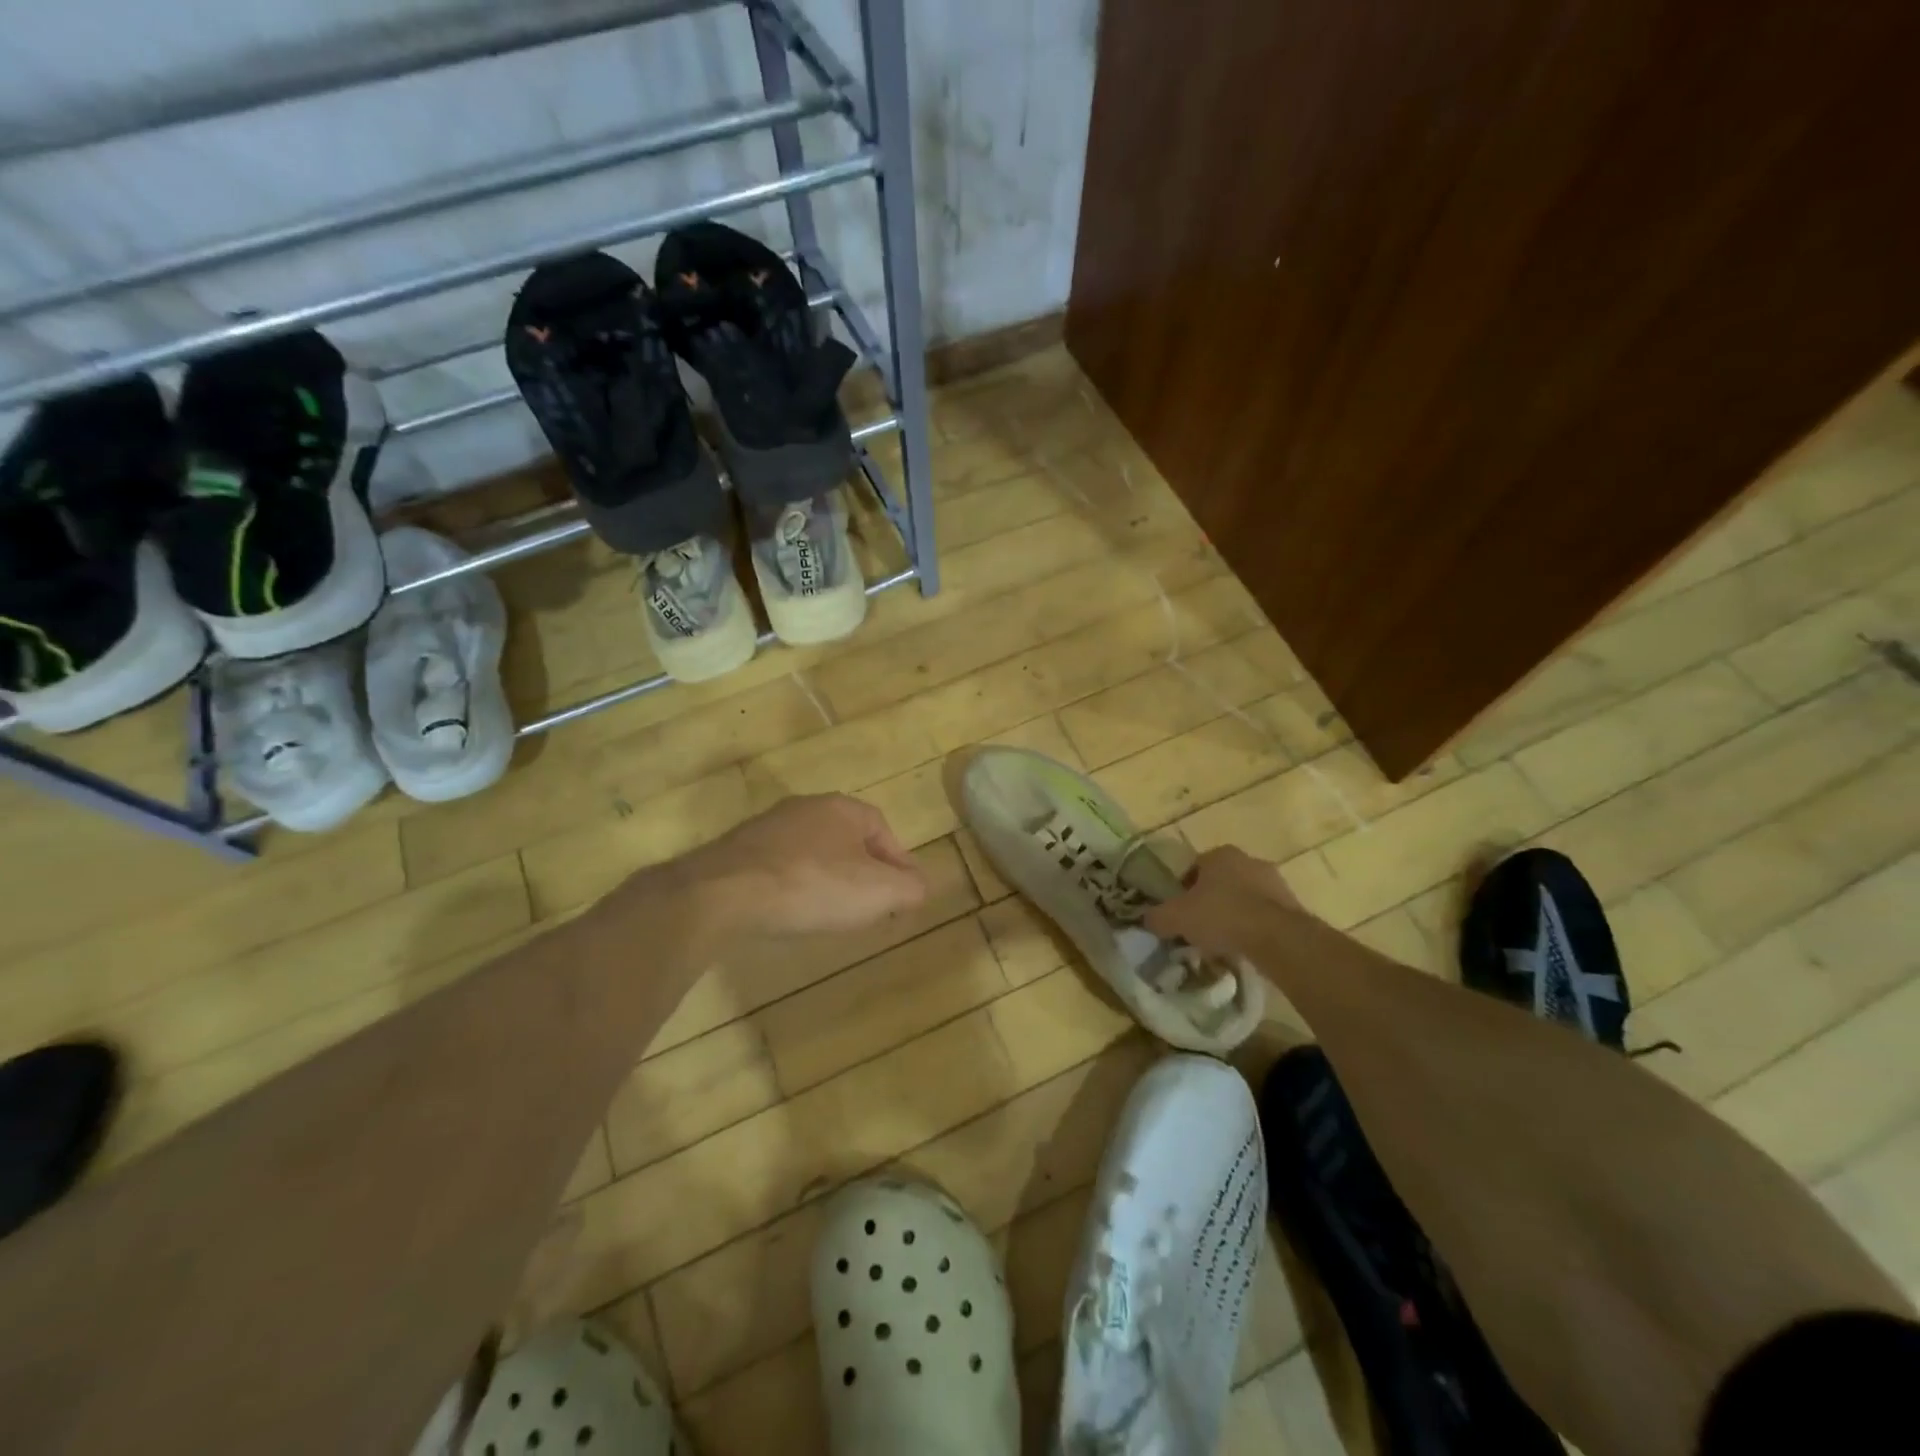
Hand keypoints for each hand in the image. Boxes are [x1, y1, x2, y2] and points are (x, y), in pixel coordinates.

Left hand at [659, 794, 928, 938]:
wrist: (724, 893)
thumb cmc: (812, 886)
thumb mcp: (877, 891)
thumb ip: (910, 887)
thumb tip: (920, 887)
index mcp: (843, 808)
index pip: (884, 831)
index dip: (900, 863)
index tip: (906, 895)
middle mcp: (807, 807)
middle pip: (849, 840)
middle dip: (866, 872)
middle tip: (873, 905)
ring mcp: (769, 827)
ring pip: (815, 853)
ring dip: (830, 879)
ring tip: (835, 912)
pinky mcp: (740, 851)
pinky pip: (782, 867)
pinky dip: (796, 886)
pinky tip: (794, 911)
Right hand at [1144, 845, 1304, 958]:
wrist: (1277, 938)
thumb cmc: (1221, 916)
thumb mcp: (1176, 918)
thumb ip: (1157, 917)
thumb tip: (1148, 919)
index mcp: (1220, 854)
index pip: (1194, 867)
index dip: (1183, 889)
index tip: (1179, 911)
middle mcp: (1248, 860)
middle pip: (1221, 882)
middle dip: (1210, 901)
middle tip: (1199, 927)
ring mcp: (1275, 882)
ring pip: (1244, 898)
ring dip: (1234, 915)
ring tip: (1223, 942)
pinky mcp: (1293, 906)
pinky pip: (1264, 915)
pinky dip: (1254, 928)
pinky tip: (1245, 948)